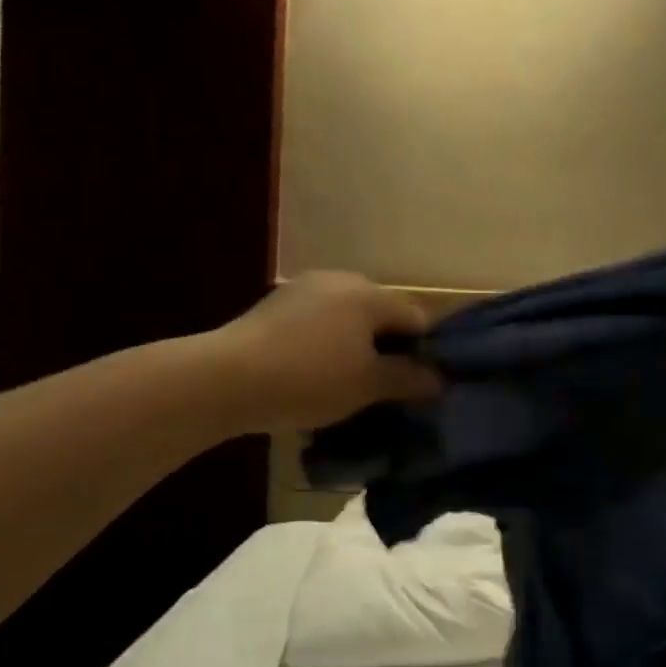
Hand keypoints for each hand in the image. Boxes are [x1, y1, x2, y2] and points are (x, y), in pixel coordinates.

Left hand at [221, 273, 443, 431]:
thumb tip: (439, 379)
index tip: (417, 384)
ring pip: (348, 316)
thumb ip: (408, 379)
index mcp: (370, 295)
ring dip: (355, 344)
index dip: (424, 351)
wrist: (225, 378)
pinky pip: (319, 320)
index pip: (416, 318)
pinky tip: (312, 370)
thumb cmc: (309, 379)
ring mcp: (306, 287)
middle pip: (381, 314)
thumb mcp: (367, 386)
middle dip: (388, 347)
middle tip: (383, 386)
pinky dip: (326, 341)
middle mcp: (342, 280)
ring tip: (346, 381)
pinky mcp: (277, 302)